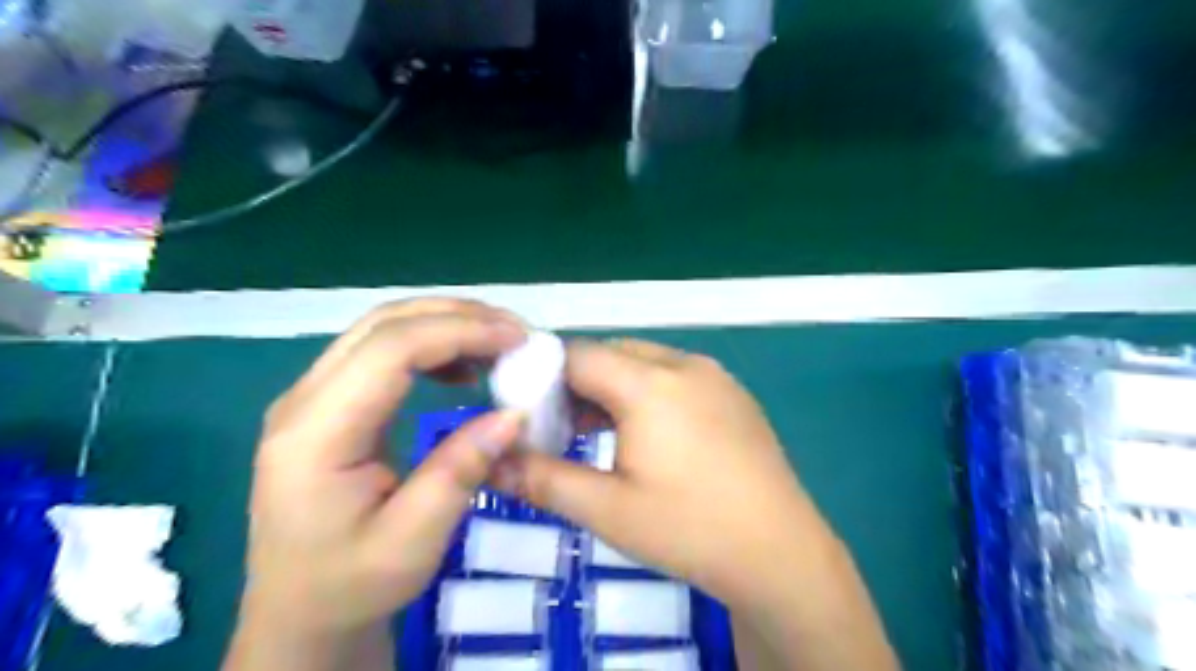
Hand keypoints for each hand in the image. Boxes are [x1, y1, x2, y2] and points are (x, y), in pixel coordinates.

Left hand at [226, 300, 524, 670]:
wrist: (301, 612)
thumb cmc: (352, 584)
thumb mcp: (413, 542)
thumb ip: (460, 471)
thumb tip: (515, 413)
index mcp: (316, 433)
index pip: (389, 349)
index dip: (458, 332)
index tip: (518, 338)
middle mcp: (304, 400)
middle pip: (382, 324)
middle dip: (456, 316)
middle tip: (516, 332)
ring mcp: (313, 397)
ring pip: (382, 330)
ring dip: (445, 324)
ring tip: (498, 343)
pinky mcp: (331, 404)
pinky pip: (381, 352)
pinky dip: (430, 346)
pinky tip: (462, 367)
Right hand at [490, 341, 816, 603]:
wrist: (780, 552)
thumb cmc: (688, 528)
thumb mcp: (606, 509)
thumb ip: (542, 478)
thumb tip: (490, 462)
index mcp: (649, 383)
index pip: (577, 354)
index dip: (545, 377)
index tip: (529, 413)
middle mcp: (683, 364)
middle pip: (612, 352)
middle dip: (579, 382)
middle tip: (563, 427)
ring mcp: (715, 375)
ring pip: (645, 361)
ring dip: (614, 385)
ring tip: (601, 431)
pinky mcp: (733, 393)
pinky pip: (676, 374)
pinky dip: (648, 391)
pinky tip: (650, 435)